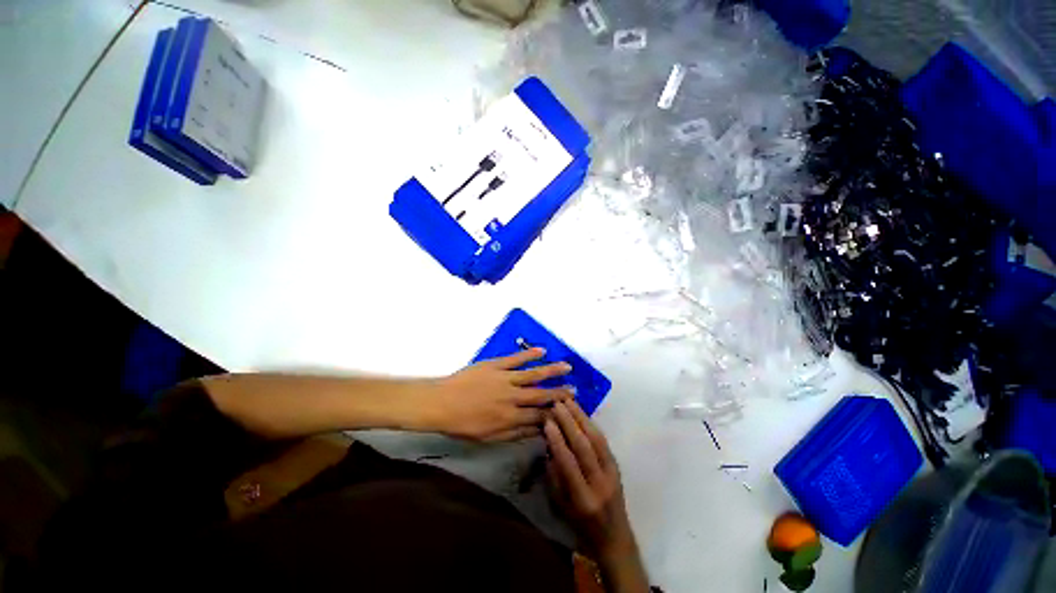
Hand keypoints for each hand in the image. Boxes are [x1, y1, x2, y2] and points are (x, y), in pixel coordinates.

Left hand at [420, 348, 572, 441]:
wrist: (441, 403)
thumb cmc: (463, 424)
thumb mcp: (488, 437)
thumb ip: (514, 434)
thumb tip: (536, 432)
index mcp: (510, 418)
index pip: (538, 417)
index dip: (554, 415)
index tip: (567, 412)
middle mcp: (512, 398)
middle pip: (541, 395)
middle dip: (559, 393)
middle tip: (574, 390)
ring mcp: (505, 379)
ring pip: (534, 374)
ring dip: (552, 370)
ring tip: (567, 367)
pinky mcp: (496, 365)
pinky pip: (516, 359)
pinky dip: (530, 354)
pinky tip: (542, 350)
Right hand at [545, 400, 650, 592]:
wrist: (614, 537)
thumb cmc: (581, 526)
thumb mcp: (561, 507)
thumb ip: (554, 476)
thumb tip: (549, 445)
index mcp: (583, 499)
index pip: (568, 463)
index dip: (557, 441)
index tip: (547, 422)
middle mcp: (600, 484)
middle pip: (584, 447)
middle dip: (569, 422)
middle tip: (557, 404)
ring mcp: (612, 473)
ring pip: (596, 439)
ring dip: (581, 417)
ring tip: (569, 402)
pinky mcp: (617, 466)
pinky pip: (604, 441)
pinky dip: (591, 425)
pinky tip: (582, 413)